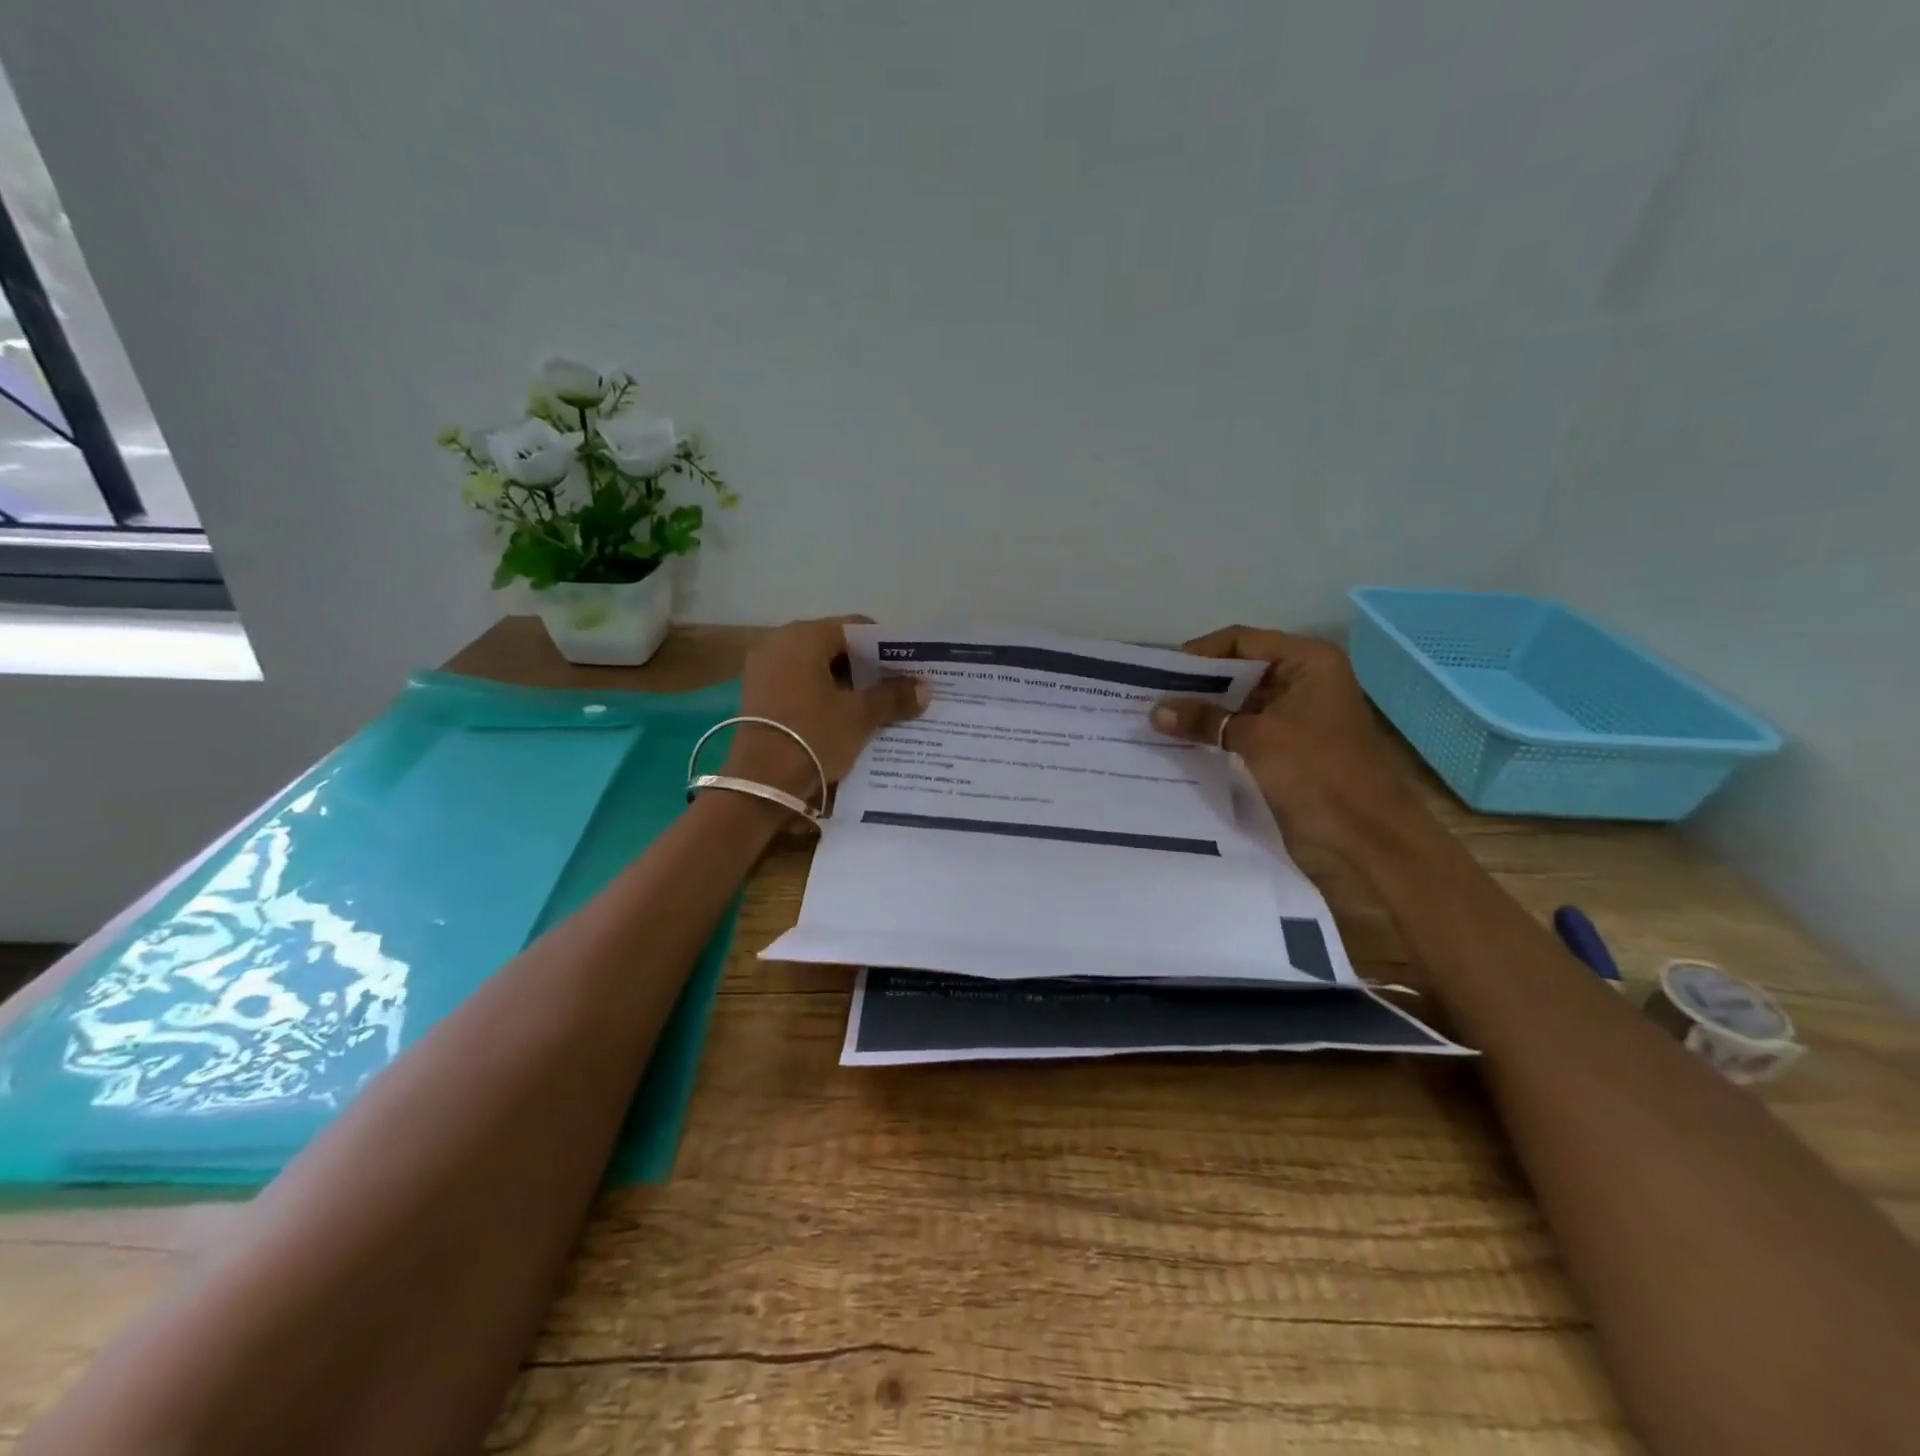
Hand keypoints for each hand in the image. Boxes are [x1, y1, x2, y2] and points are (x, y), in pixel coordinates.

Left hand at [724, 616, 928, 797]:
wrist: (760, 784)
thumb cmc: (812, 736)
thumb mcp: (859, 716)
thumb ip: (893, 696)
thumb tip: (925, 687)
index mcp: (803, 637)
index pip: (855, 628)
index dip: (886, 647)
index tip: (908, 668)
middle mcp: (778, 644)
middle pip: (835, 647)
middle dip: (867, 668)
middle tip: (898, 688)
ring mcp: (764, 670)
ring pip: (818, 669)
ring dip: (847, 685)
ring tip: (877, 706)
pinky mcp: (758, 697)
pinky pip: (800, 686)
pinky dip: (824, 697)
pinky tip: (846, 719)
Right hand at [1150, 625, 1425, 855]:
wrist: (1366, 838)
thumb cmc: (1319, 772)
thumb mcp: (1258, 738)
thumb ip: (1205, 719)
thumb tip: (1155, 711)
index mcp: (1308, 662)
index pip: (1241, 641)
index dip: (1200, 654)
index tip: (1158, 674)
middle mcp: (1301, 681)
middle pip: (1238, 670)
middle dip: (1196, 685)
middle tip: (1150, 698)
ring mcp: (1294, 716)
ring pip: (1237, 703)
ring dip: (1202, 712)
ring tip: (1156, 721)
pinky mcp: (1285, 747)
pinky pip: (1241, 730)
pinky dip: (1214, 734)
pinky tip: (1180, 742)